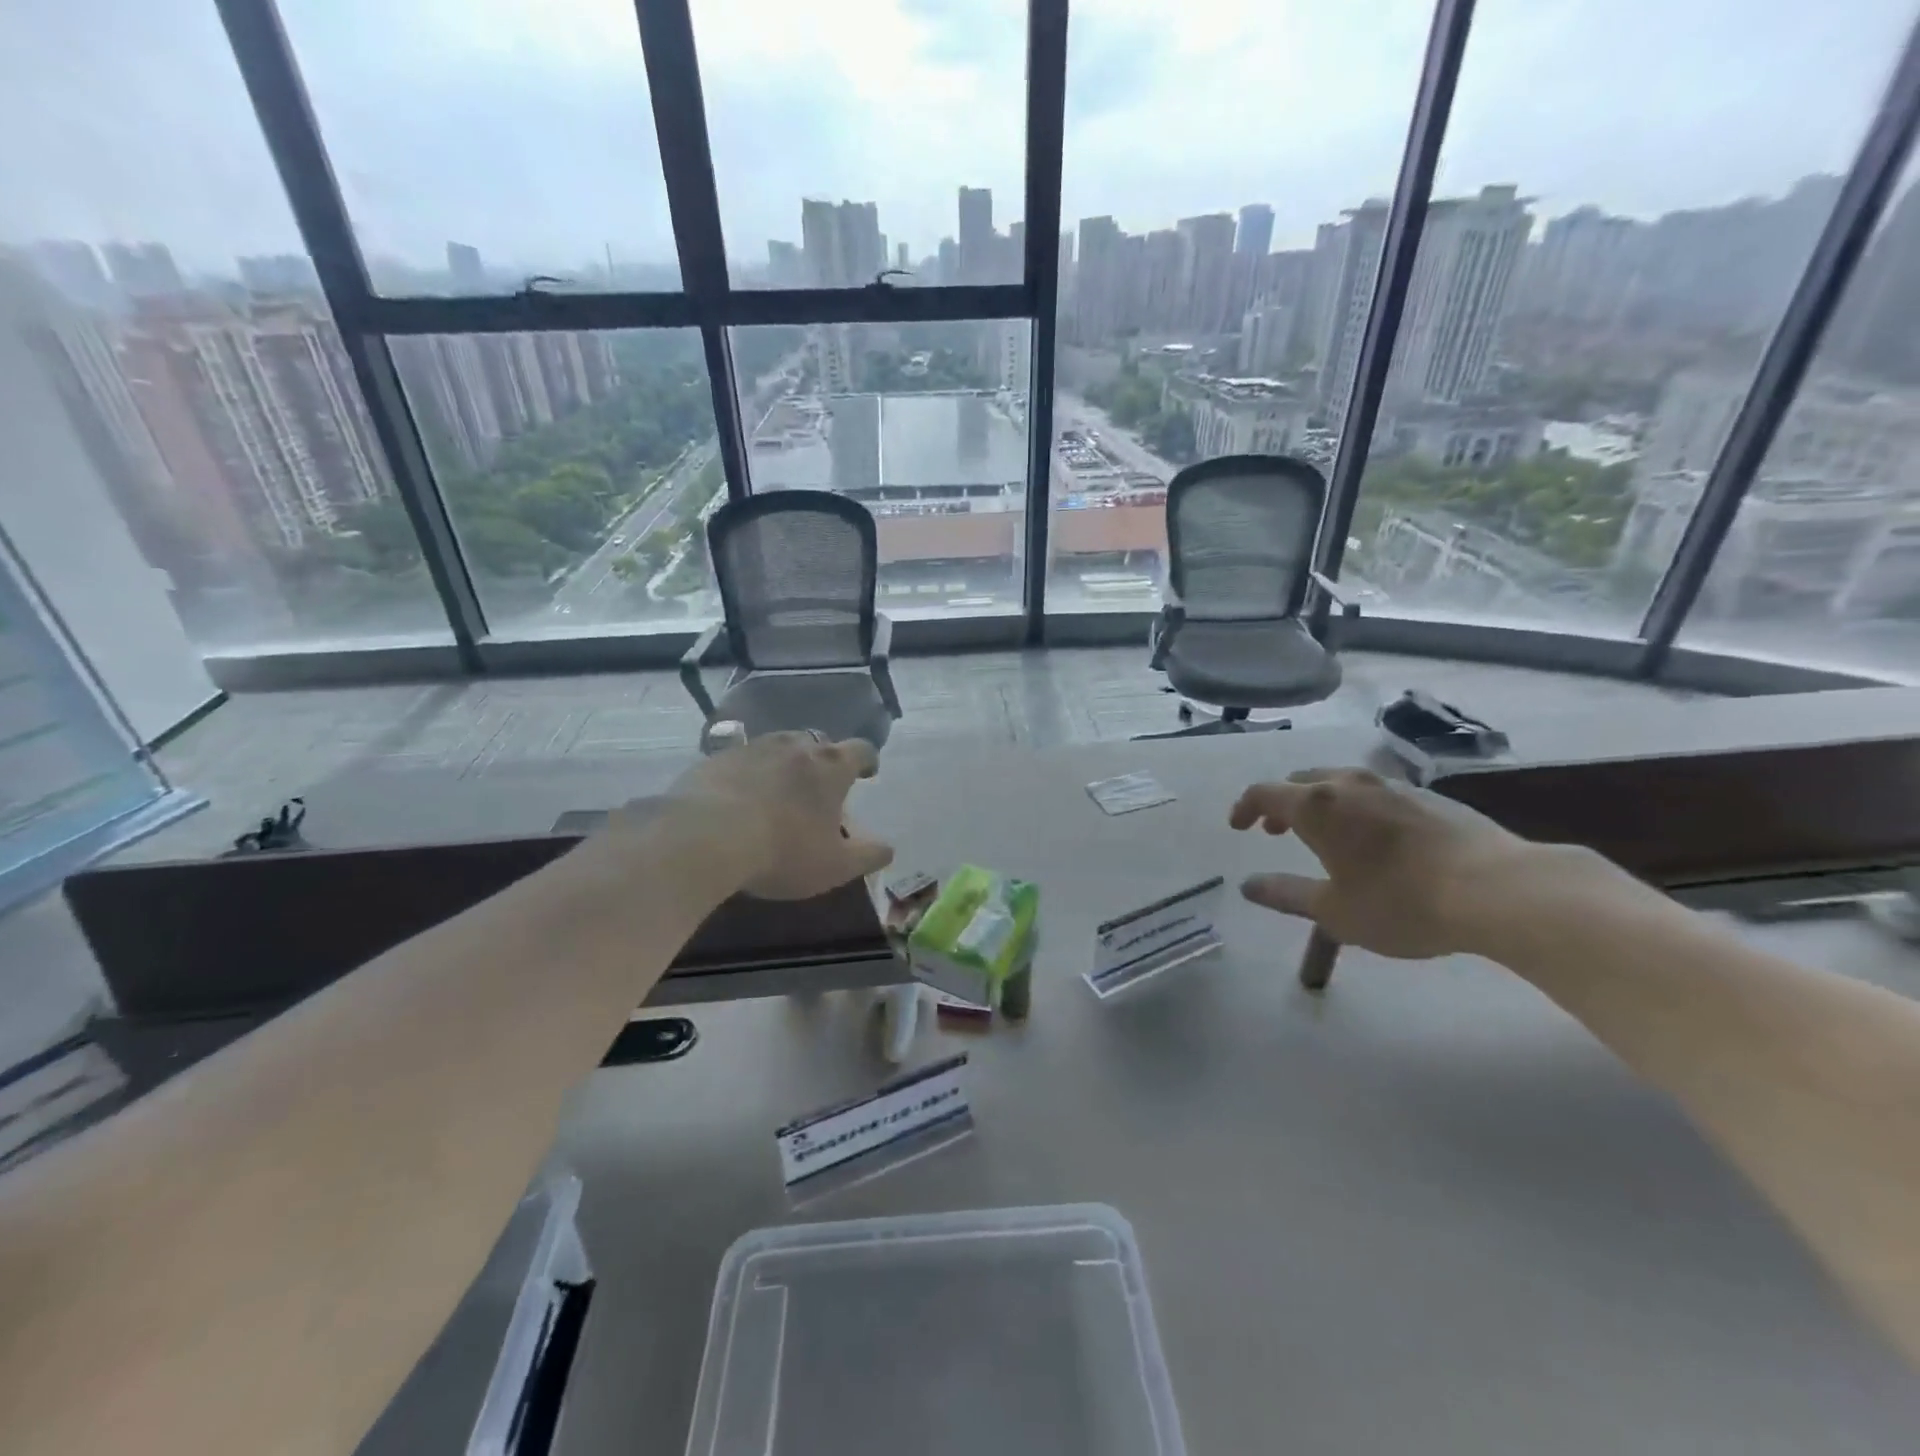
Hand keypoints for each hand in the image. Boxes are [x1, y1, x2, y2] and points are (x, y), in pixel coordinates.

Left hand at [658, 732, 893, 899]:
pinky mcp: (716, 758)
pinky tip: (740, 798)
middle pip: (819, 742)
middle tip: (820, 787)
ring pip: (779, 746)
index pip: (861, 750)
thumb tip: (888, 849)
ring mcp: (753, 747)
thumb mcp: (836, 866)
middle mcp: (796, 746)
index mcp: (831, 766)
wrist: (705, 838)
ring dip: (785, 763)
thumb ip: (868, 856)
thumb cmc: (783, 851)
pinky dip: (749, 773)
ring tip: (779, 791)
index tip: (867, 774)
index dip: (867, 761)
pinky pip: (742, 760)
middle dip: (824, 761)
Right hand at [1229, 767, 1581, 957]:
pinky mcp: (1429, 796)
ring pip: (1340, 782)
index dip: (1244, 807)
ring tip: (1323, 831)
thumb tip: (1248, 886)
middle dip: (1281, 803)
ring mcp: (1392, 786)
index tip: (1238, 827)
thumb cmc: (1400, 902)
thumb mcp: (1333, 910)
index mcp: (1317, 806)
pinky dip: (1356, 807)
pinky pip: (1375, 792)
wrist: (1498, 890)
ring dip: (1320, 802)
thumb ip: (1285, 894)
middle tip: (1275, 830)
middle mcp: (1349, 784)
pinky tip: (1373, 836)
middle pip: (1301, 781)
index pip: (1264, 793)